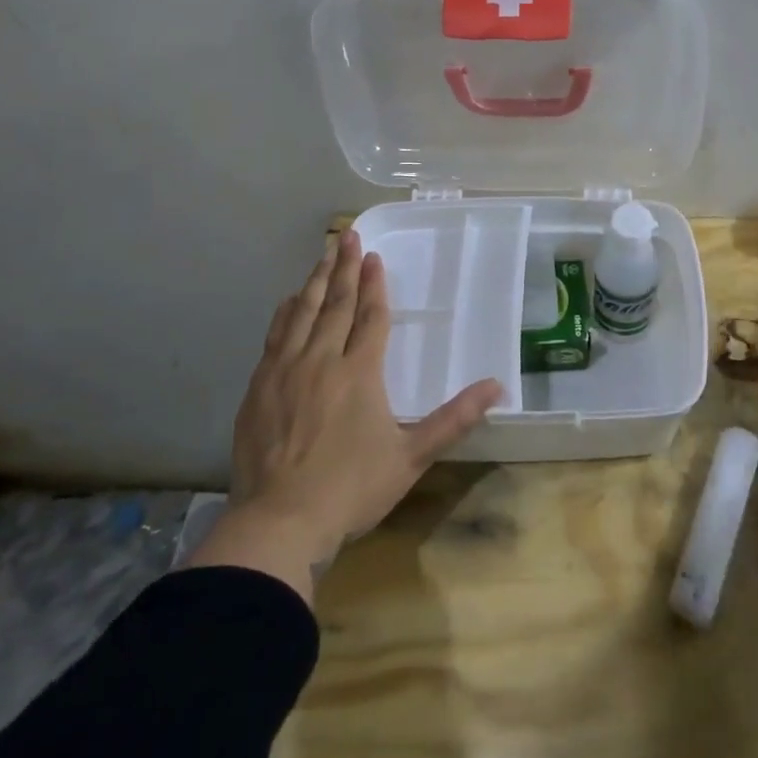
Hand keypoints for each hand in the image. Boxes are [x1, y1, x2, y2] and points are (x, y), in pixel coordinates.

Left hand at [189, 230, 502, 599]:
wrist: (279, 522)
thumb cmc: (352, 488)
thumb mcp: (413, 456)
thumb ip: (455, 418)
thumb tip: (499, 386)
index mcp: (360, 372)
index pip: (370, 317)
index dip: (374, 285)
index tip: (374, 257)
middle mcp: (321, 361)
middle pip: (334, 305)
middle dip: (342, 268)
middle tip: (346, 235)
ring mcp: (284, 372)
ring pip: (302, 314)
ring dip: (314, 282)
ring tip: (322, 254)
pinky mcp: (259, 388)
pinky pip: (274, 336)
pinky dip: (285, 313)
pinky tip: (289, 301)